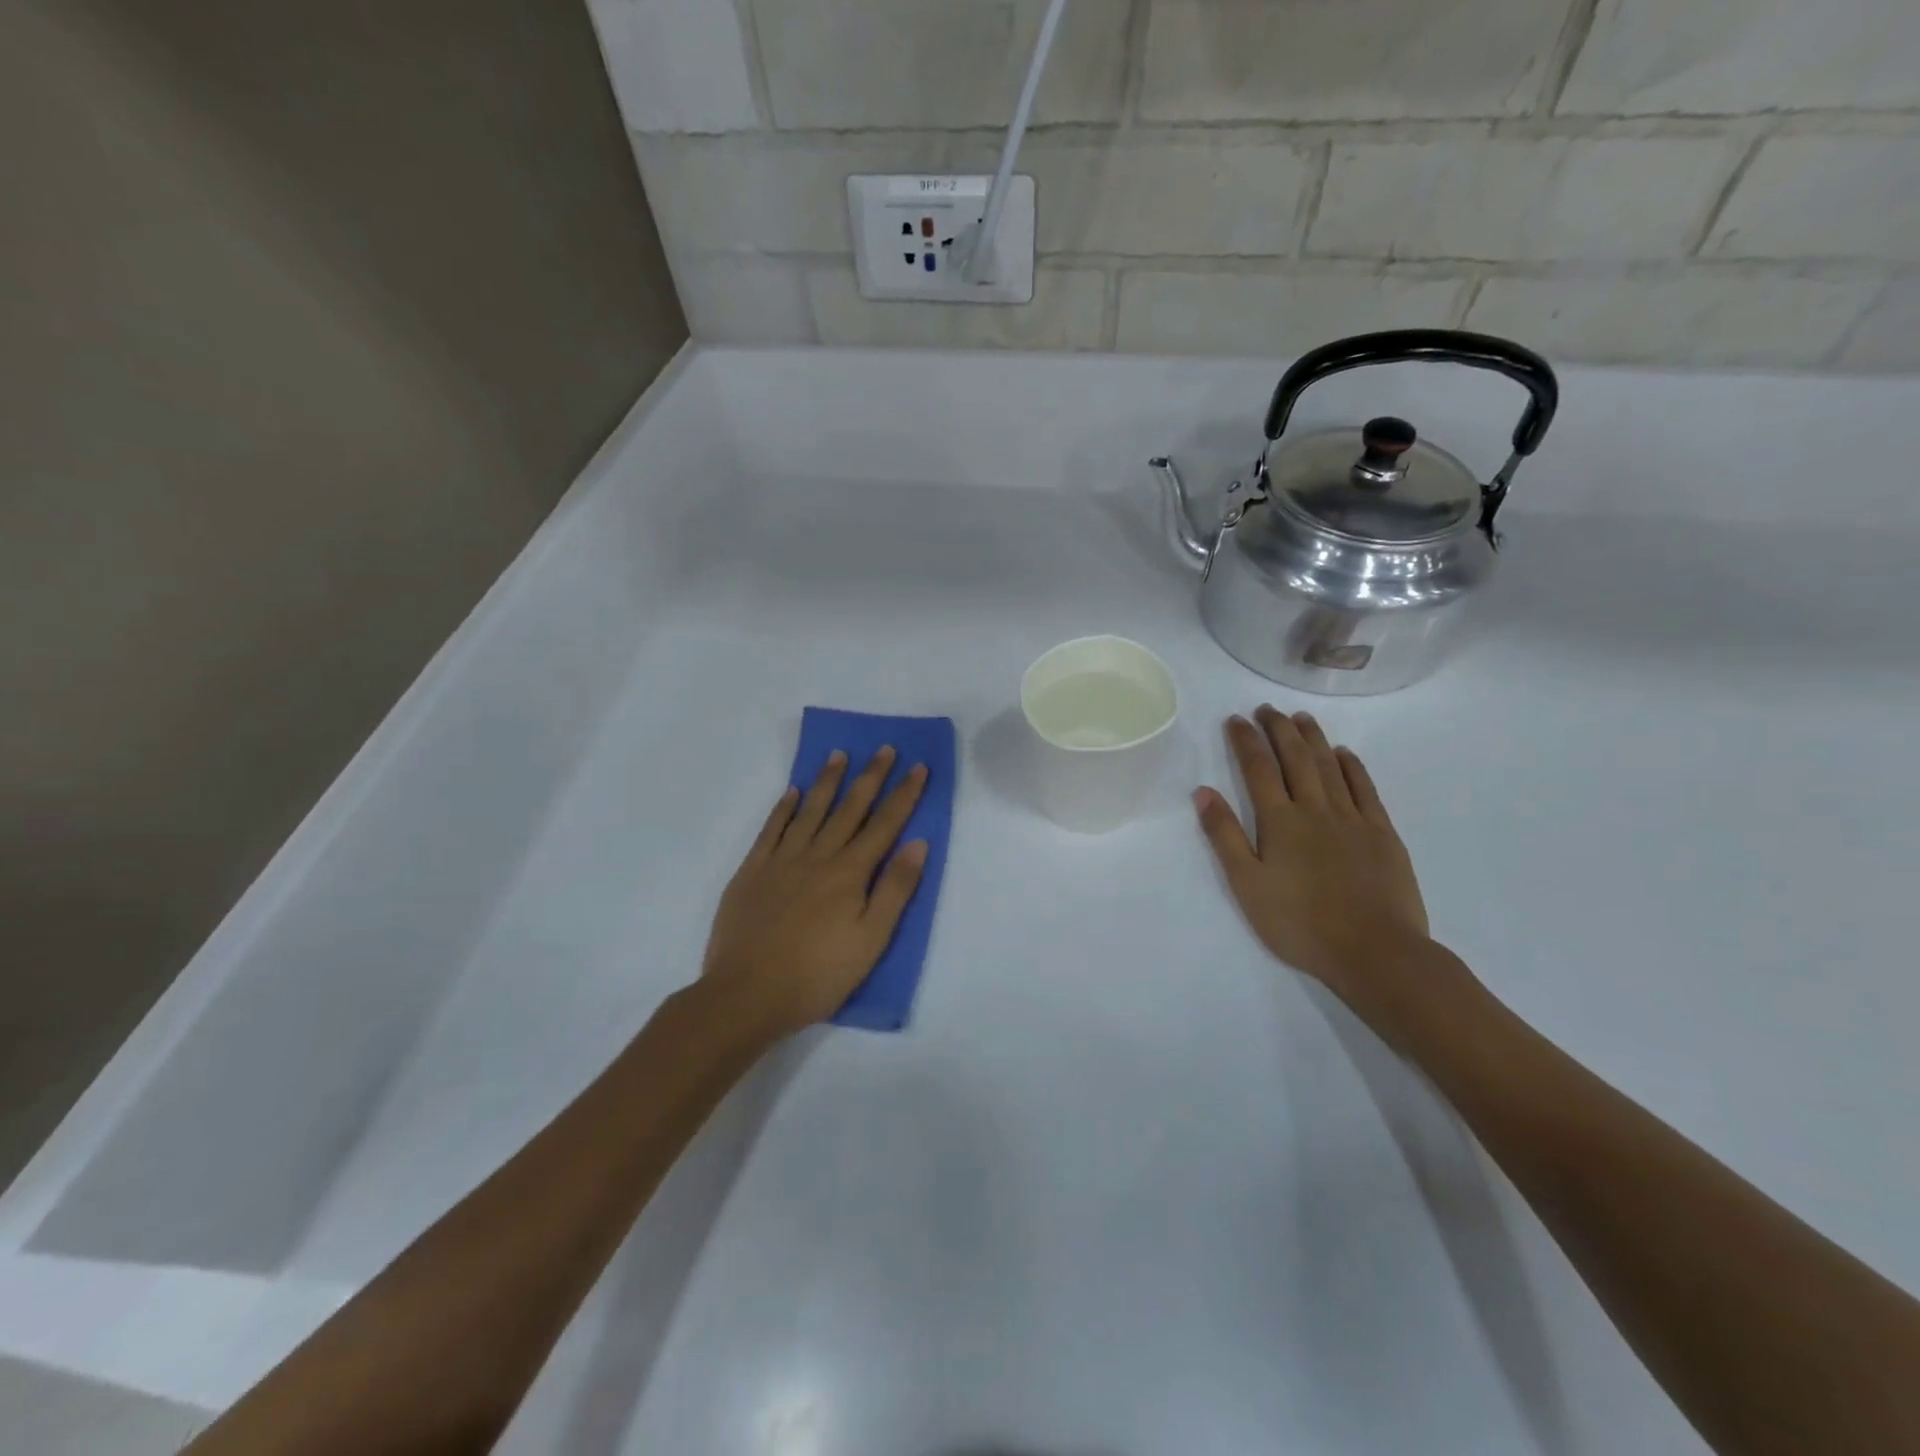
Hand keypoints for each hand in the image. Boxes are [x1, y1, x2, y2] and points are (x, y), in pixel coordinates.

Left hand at [702, 747, 928, 1039]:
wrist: (746, 994)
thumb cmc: (818, 975)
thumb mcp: (871, 940)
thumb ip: (895, 890)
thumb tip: (918, 843)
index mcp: (850, 873)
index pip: (885, 824)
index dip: (904, 794)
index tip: (918, 766)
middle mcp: (818, 856)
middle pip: (850, 809)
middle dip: (871, 777)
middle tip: (884, 748)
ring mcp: (781, 861)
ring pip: (810, 811)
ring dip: (827, 781)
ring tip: (840, 754)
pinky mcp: (752, 872)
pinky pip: (771, 830)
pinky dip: (784, 808)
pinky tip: (793, 792)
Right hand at [1194, 707, 1430, 1013]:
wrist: (1375, 952)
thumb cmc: (1300, 923)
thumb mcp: (1247, 885)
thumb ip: (1224, 836)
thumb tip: (1203, 792)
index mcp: (1279, 821)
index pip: (1258, 769)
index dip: (1245, 740)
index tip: (1236, 719)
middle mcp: (1315, 809)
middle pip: (1295, 758)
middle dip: (1278, 729)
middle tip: (1267, 709)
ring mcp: (1353, 818)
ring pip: (1330, 766)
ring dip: (1313, 738)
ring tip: (1301, 717)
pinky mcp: (1382, 833)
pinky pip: (1365, 788)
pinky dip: (1352, 766)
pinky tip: (1344, 754)